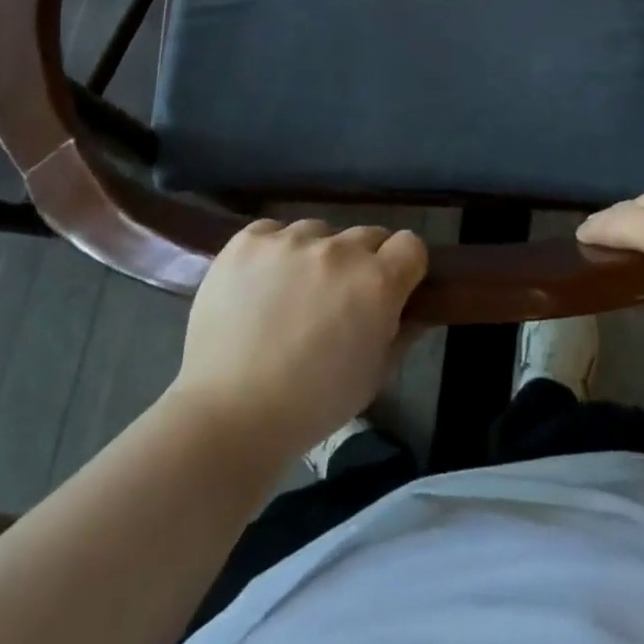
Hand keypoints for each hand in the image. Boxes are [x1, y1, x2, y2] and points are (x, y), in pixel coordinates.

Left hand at [170, 220, 428, 458]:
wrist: (229, 413)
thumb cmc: (312, 405)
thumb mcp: (373, 377)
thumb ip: (401, 334)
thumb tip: (414, 310)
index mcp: (376, 281)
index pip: (410, 245)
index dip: (405, 266)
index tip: (393, 289)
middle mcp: (338, 249)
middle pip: (367, 235)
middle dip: (362, 262)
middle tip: (340, 299)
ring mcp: (290, 239)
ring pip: (319, 232)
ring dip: (317, 255)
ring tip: (293, 294)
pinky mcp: (248, 240)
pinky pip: (274, 231)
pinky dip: (275, 251)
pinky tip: (261, 284)